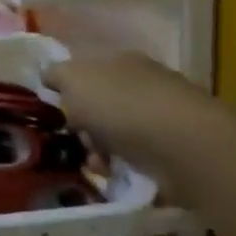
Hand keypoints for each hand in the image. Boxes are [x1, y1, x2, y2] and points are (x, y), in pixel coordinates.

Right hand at [44, 53, 220, 202]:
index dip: (68, 92)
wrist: (186, 146)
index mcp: (119, 59)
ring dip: (104, 152)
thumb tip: (50, 77)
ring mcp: (164, 114)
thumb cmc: (121, 106)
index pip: (86, 71)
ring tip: (101, 167)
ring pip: (119, 133)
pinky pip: (141, 157)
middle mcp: (144, 82)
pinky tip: (122, 176)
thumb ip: (56, 74)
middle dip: (85, 128)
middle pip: (101, 105)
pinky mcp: (179, 148)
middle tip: (80, 142)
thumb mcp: (74, 80)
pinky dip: (127, 168)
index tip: (59, 115)